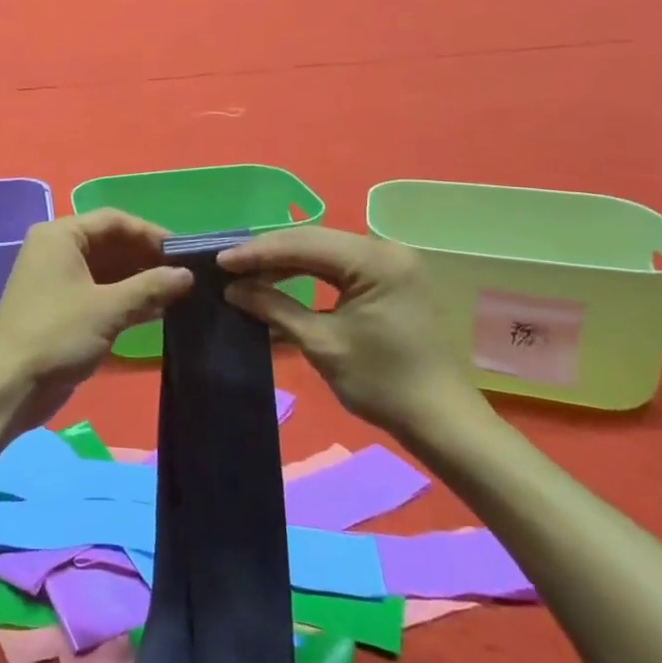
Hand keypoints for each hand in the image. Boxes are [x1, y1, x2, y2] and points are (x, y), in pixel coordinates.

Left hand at [0, 209, 193, 430]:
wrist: (9, 386)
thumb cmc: (57, 334)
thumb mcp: (108, 309)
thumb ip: (150, 287)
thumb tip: (187, 275)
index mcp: (60, 236)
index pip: (113, 221)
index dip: (150, 233)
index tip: (184, 252)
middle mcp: (57, 250)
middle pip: (111, 243)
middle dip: (147, 258)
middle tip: (187, 274)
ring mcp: (58, 280)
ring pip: (107, 270)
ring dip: (140, 280)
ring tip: (180, 293)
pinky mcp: (62, 308)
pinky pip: (100, 292)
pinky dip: (126, 298)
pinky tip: (158, 311)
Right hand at [218, 227, 483, 439]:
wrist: (441, 421)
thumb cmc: (382, 383)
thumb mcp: (321, 344)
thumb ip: (274, 308)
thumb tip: (233, 289)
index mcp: (375, 261)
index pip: (303, 244)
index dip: (258, 252)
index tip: (220, 261)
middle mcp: (386, 250)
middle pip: (313, 241)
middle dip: (268, 253)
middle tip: (228, 266)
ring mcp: (391, 264)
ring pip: (324, 252)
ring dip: (285, 263)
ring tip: (246, 275)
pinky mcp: (391, 279)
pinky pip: (340, 267)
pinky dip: (307, 274)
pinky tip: (278, 282)